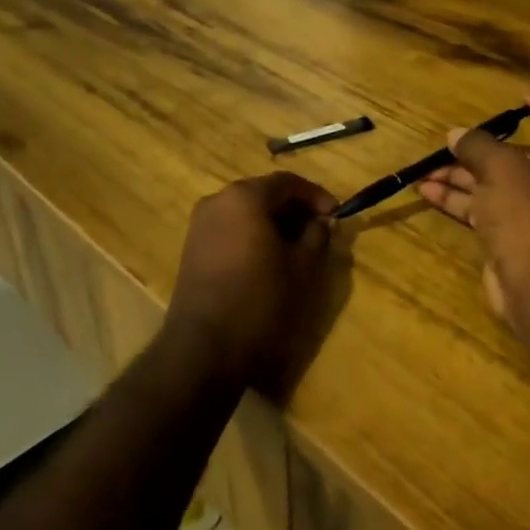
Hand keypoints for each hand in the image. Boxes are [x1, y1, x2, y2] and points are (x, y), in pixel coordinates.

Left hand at [161, 171, 338, 391]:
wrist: (204, 347)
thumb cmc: (260, 300)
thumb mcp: (302, 267)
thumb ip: (317, 236)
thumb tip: (322, 222)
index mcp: (244, 197)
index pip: (287, 182)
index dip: (316, 196)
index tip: (336, 216)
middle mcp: (217, 201)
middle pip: (264, 194)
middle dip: (295, 210)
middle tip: (320, 232)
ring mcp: (200, 224)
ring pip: (246, 212)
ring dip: (274, 224)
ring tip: (298, 249)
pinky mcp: (193, 248)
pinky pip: (231, 229)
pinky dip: (253, 235)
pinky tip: (269, 260)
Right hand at [417, 95, 529, 340]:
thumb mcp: (501, 168)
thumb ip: (477, 146)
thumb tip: (457, 135)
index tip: (522, 105)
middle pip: (523, 156)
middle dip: (484, 149)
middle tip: (453, 141)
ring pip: (496, 184)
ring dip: (463, 175)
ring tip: (427, 168)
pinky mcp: (514, 238)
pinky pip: (485, 210)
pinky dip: (459, 200)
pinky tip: (428, 192)